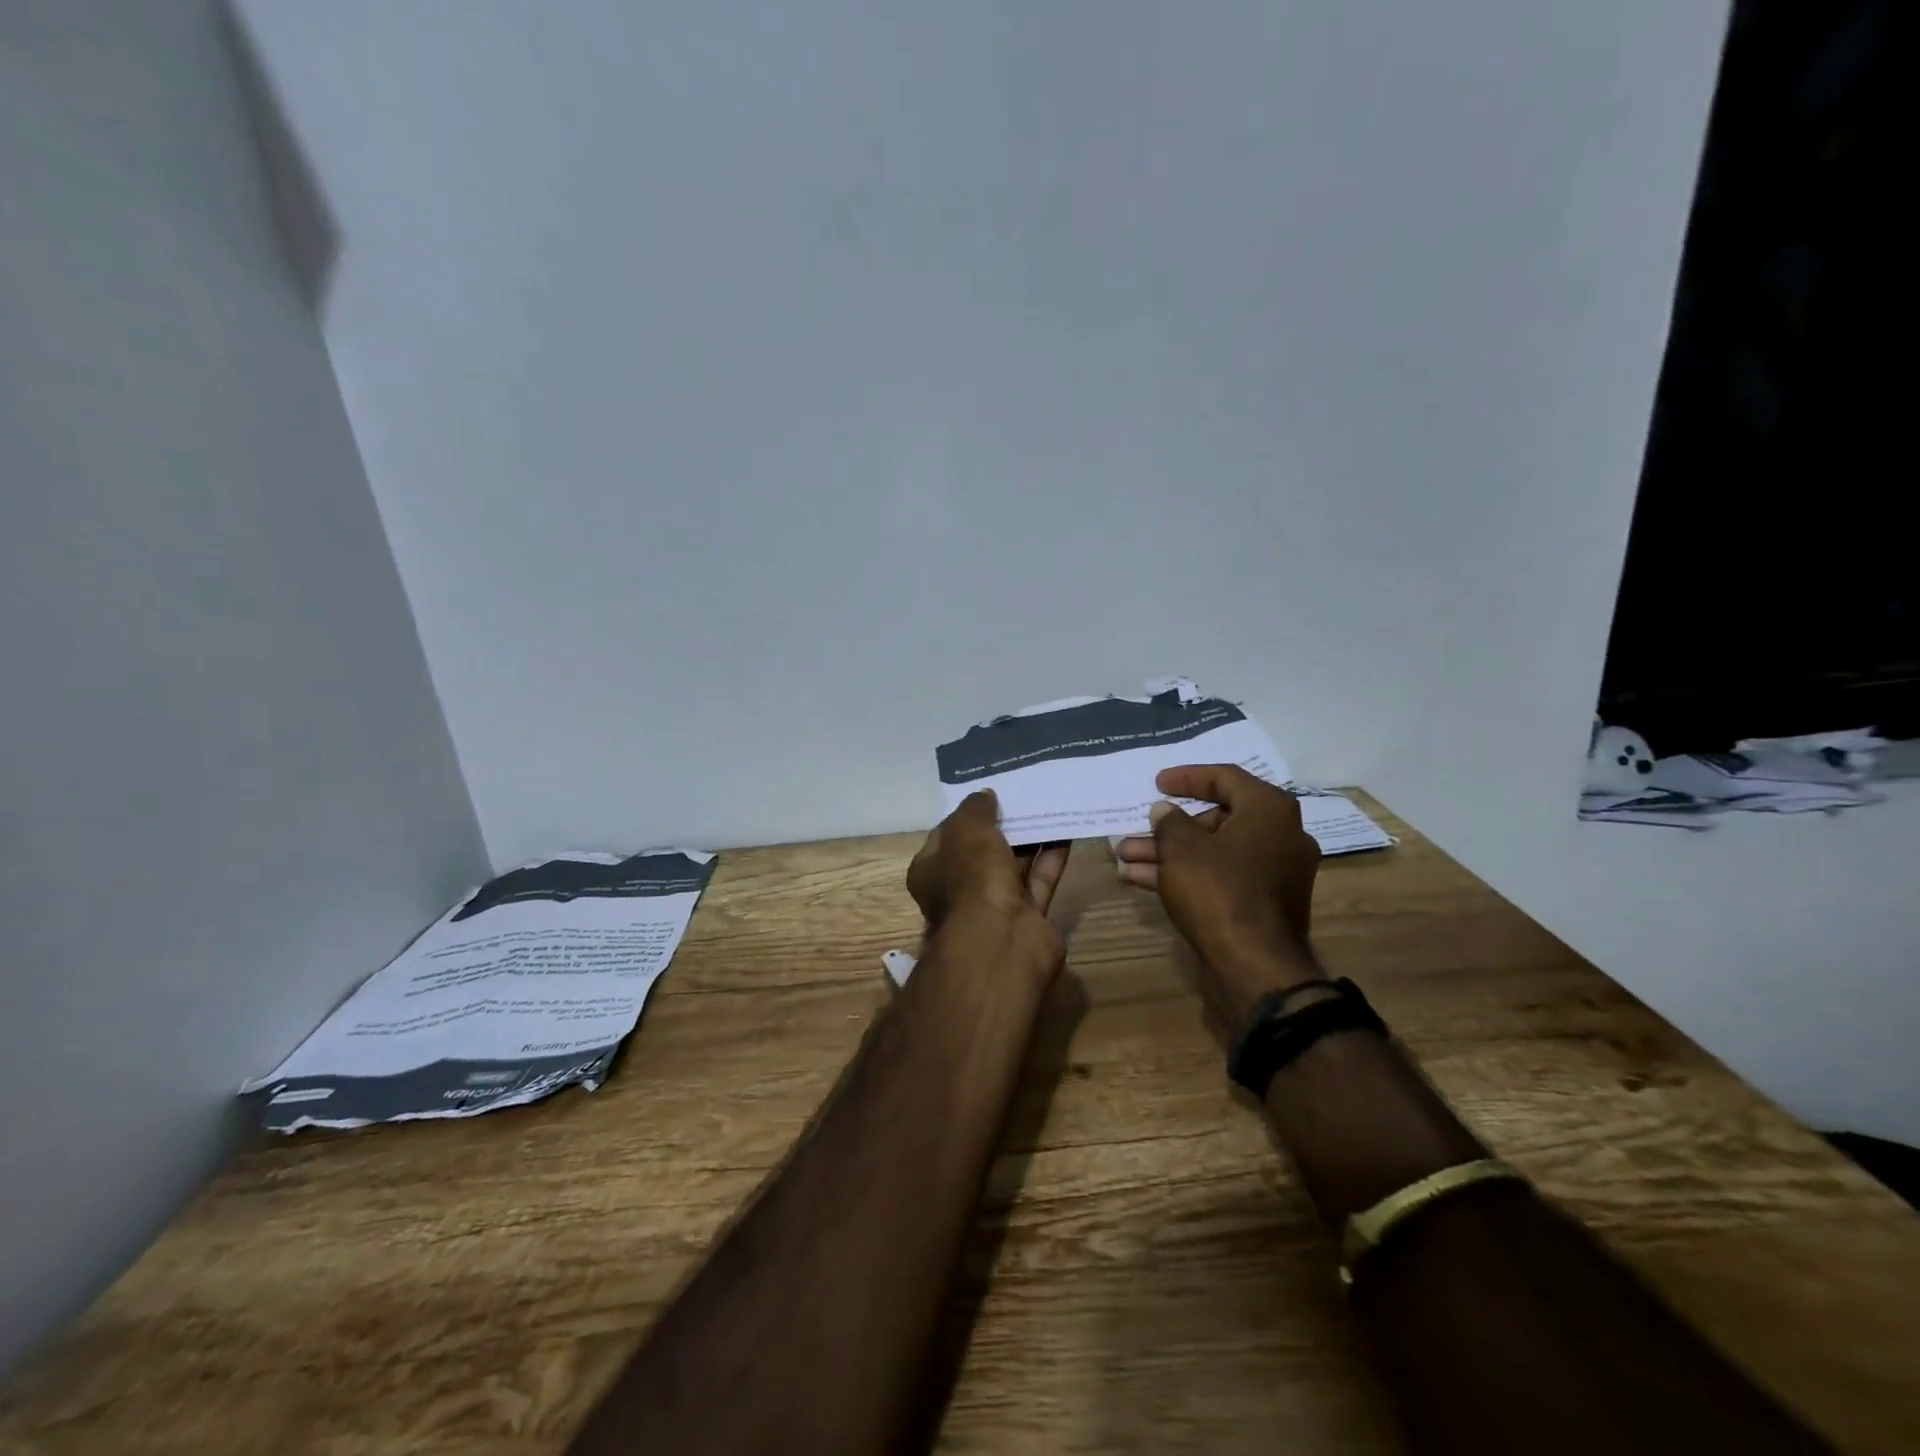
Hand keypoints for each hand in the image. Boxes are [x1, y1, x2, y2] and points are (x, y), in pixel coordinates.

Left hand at [909, 790, 1069, 931]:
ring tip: (1049, 805)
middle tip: (1025, 795)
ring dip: (1030, 839)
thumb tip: (984, 795)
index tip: (989, 794)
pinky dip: (1052, 857)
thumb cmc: (972, 878)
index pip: (947, 836)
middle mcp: (960, 890)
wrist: (1001, 940)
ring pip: (1014, 865)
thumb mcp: (967, 831)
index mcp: (931, 871)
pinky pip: (1040, 880)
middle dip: (1003, 826)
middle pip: (983, 851)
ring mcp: (994, 906)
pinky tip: (1066, 830)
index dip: (966, 815)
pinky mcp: (1028, 917)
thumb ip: (975, 810)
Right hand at [1113, 765, 1322, 1016]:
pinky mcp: (1263, 903)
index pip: (1225, 777)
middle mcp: (1280, 835)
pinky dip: (1186, 874)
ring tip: (1123, 858)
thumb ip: (1169, 821)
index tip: (1157, 782)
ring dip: (1167, 854)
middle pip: (1216, 819)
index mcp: (1270, 810)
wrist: (1255, 967)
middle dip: (1168, 828)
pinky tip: (1140, 880)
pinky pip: (1220, 876)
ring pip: (1212, 852)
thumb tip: (1166, 812)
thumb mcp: (1181, 848)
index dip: (1186, 777)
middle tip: (1134, 831)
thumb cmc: (1218, 891)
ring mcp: (1274, 873)